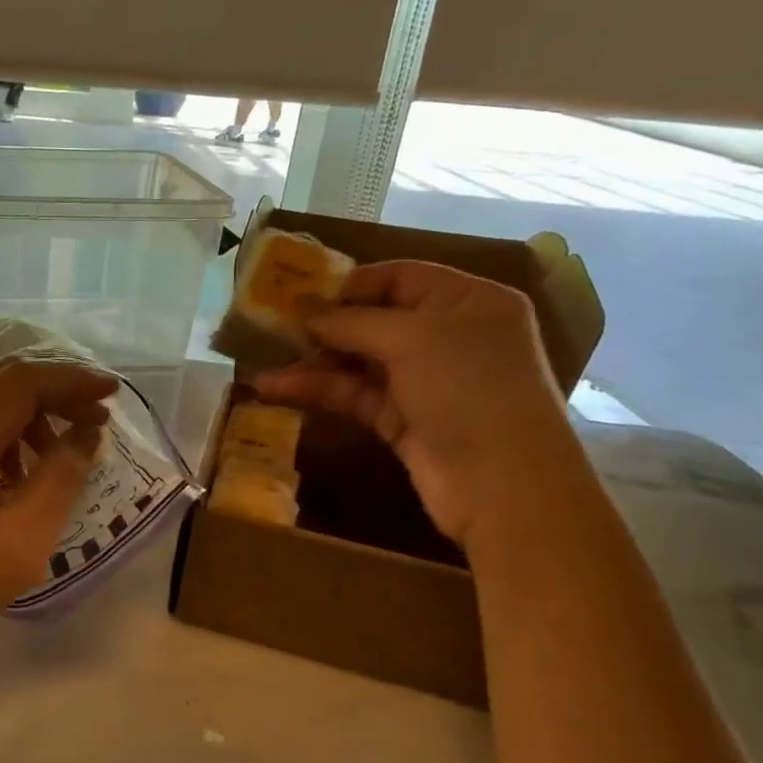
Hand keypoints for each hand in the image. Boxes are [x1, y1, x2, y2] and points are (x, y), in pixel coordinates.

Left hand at [0, 360, 115, 688]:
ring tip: (56, 458)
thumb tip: (86, 434)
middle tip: (94, 421)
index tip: (112, 395)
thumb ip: (61, 478)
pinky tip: (14, 475)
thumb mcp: (21, 540)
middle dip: (51, 394)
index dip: (70, 381)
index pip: (20, 381)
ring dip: (24, 416)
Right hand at [253, 260, 580, 544]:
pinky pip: (353, 395)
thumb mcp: (412, 339)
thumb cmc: (468, 390)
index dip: (350, 283)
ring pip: (358, 360)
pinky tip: (275, 389)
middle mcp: (448, 336)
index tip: (300, 293)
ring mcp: (424, 380)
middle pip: (374, 319)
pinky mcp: (401, 419)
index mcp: (467, 301)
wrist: (501, 485)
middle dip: (323, 323)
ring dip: (311, 360)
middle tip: (271, 326)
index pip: (401, 277)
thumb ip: (353, 322)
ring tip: (261, 360)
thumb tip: (306, 316)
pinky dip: (317, 390)